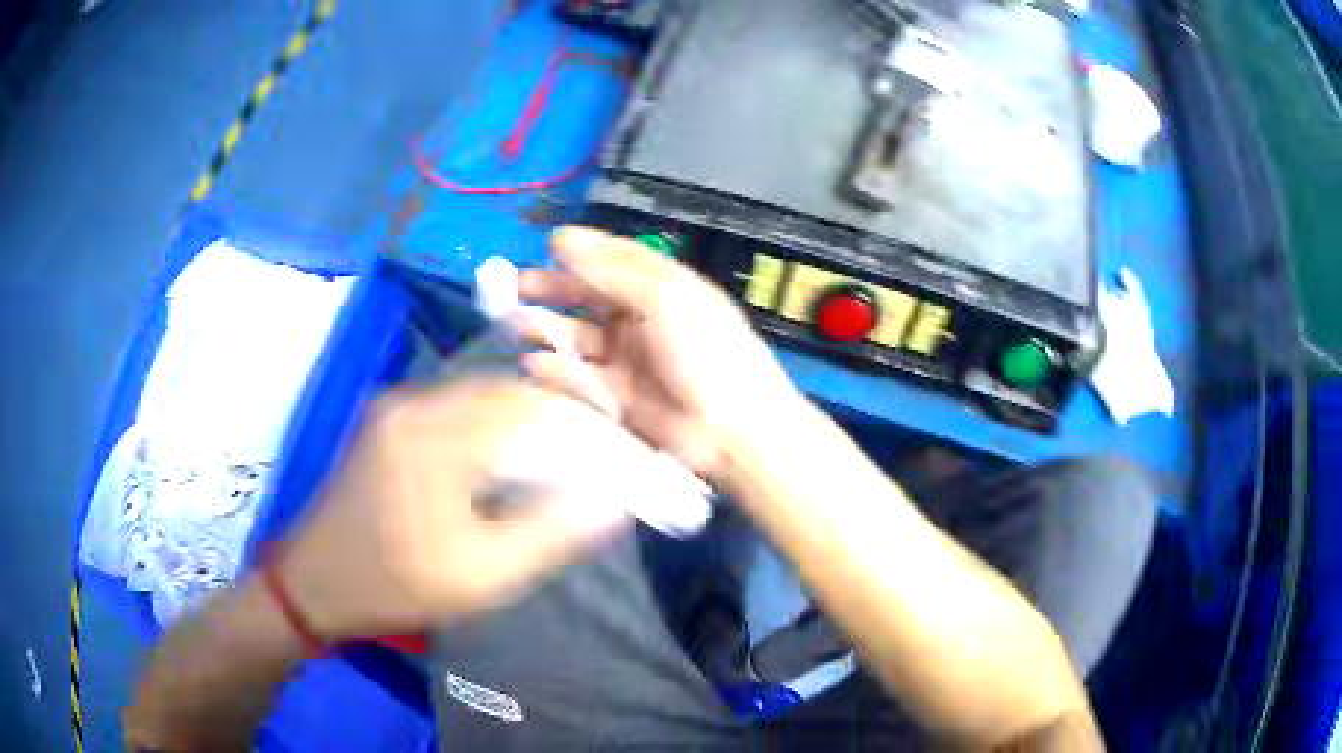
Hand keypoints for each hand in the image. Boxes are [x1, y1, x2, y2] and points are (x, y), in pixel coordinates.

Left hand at [275, 378, 672, 641]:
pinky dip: (496, 426)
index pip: (529, 407)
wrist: (315, 581)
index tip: (621, 451)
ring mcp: (398, 407)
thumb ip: (550, 534)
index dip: (584, 424)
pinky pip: (458, 408)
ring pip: (484, 396)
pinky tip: (513, 457)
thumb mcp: (480, 575)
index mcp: (432, 436)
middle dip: (561, 418)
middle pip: (508, 392)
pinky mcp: (391, 420)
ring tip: (567, 455)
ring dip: (530, 421)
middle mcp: (414, 403)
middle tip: (600, 452)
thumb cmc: (395, 584)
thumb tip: (613, 503)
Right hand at [516, 226, 803, 480]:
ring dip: (545, 327)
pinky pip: (576, 376)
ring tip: (515, 323)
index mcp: (661, 288)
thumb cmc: (708, 354)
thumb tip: (564, 239)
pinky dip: (552, 369)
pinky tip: (532, 362)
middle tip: (515, 286)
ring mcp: (626, 358)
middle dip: (551, 289)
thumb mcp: (665, 298)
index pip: (614, 260)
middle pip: (587, 296)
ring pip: (576, 335)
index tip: (547, 245)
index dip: (582, 251)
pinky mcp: (614, 397)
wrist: (731, 432)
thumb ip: (612, 270)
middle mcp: (640, 319)